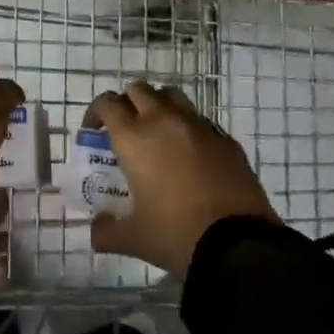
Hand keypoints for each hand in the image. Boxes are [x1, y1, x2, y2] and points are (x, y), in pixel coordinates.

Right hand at [85, 80, 280, 276]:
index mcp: (135, 138)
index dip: (96, 112)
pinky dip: (188, 129)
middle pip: (139, 90)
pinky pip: (201, 121)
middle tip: (125, 130)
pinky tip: (190, 156)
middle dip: (127, 104)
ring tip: (157, 134)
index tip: (93, 131)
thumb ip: (106, 231)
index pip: (108, 104)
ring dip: (159, 106)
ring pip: (172, 96)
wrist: (239, 243)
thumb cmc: (176, 234)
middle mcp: (165, 121)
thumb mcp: (134, 238)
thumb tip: (95, 231)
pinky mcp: (226, 140)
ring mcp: (199, 127)